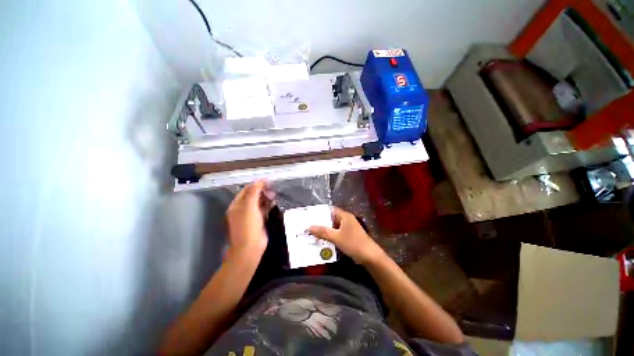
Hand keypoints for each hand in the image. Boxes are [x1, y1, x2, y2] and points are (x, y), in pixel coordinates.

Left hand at [226, 181, 273, 256]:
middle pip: (252, 196)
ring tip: (274, 195)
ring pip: (258, 203)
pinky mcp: (257, 222)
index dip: (256, 184)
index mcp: (236, 205)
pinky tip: (274, 204)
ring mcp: (250, 216)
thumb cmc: (248, 226)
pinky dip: (268, 206)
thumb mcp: (249, 207)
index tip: (268, 181)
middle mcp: (242, 209)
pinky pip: (262, 210)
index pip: (246, 190)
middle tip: (273, 189)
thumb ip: (253, 192)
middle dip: (262, 191)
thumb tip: (259, 181)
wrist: (250, 248)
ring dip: (266, 198)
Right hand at [309, 207, 384, 264]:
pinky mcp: (349, 236)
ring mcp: (348, 228)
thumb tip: (309, 227)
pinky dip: (330, 235)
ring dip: (325, 229)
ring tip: (312, 232)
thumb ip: (323, 232)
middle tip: (309, 225)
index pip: (330, 210)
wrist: (370, 257)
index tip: (310, 215)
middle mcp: (346, 220)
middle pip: (331, 218)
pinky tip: (322, 239)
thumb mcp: (336, 238)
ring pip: (333, 226)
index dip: (320, 212)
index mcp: (345, 216)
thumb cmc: (353, 243)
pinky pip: (337, 232)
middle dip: (321, 222)